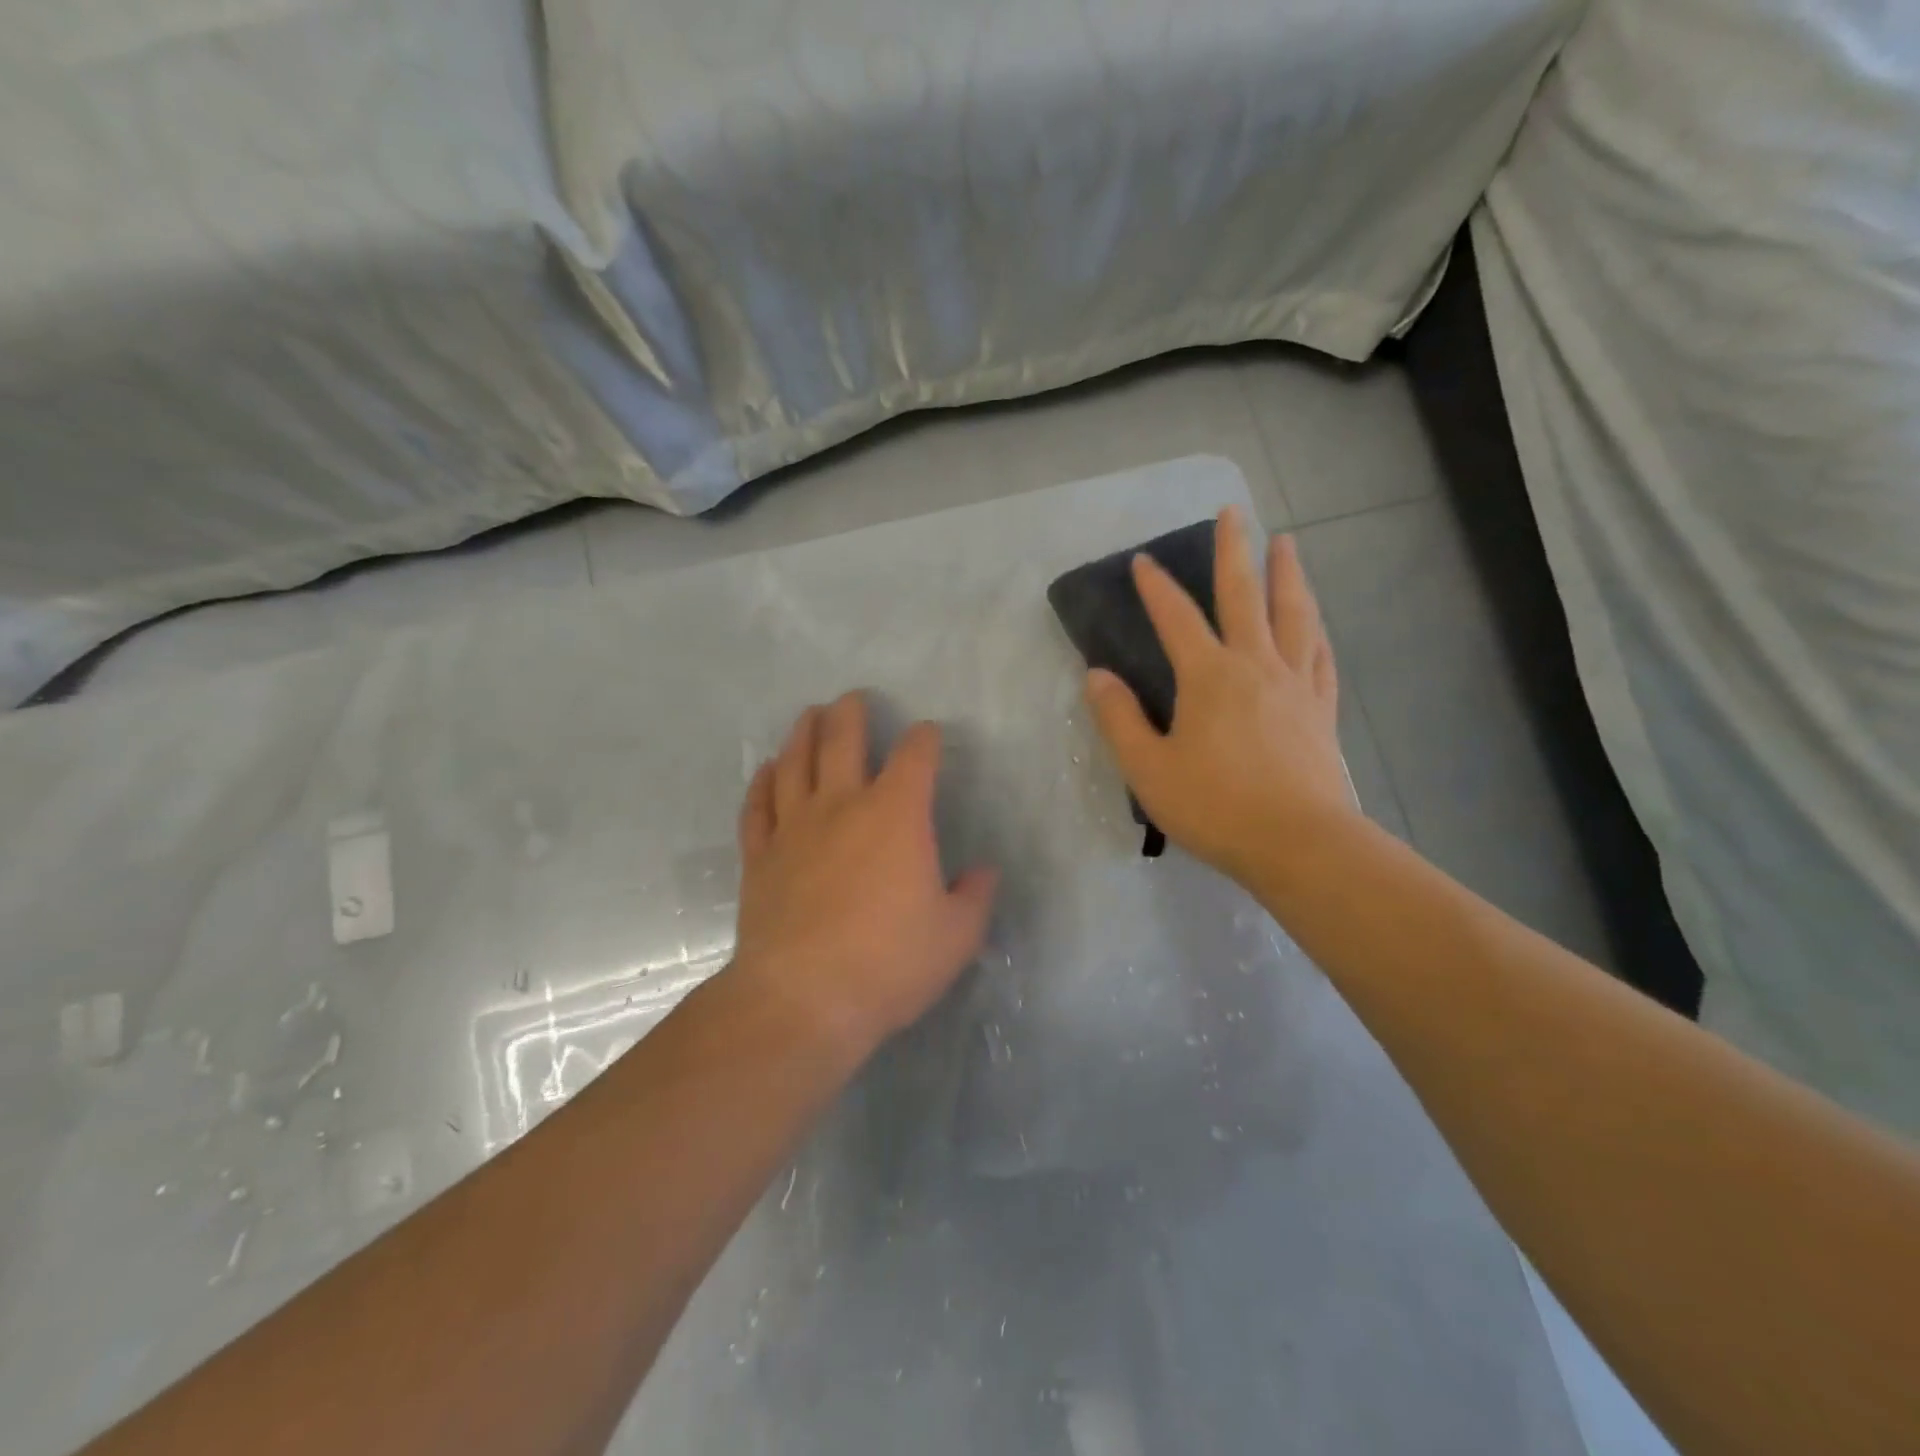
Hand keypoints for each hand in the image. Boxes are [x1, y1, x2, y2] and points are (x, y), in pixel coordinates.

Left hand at [731, 693, 998, 1061]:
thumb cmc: (889, 963)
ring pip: (795, 763)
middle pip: (842, 741)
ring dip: (802, 734)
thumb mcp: (956, 936)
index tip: (928, 734)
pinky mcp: (760, 856)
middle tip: (852, 699)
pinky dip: (762, 782)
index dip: (924, 738)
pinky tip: (766, 770)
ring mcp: (794, 828)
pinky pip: (758, 806)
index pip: (915, 757)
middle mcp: (842, 806)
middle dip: (851, 714)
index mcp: (896, 815)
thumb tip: (984, 871)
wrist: (804, 998)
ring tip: (808, 716)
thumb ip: (975, 897)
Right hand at [1084, 508, 1356, 887]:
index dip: (1156, 588)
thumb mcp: (1148, 768)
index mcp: (1209, 676)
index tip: (1143, 561)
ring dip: (1287, 575)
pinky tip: (1315, 624)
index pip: (1177, 619)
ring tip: (1286, 544)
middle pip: (1245, 596)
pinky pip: (1320, 658)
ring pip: (1294, 615)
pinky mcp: (1320, 711)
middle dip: (1235, 551)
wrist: (1299, 844)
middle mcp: (1256, 666)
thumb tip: (1096, 676)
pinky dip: (1315, 631)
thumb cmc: (1215, 806)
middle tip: (1234, 512)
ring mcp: (1295, 685)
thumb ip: (1119, 718)